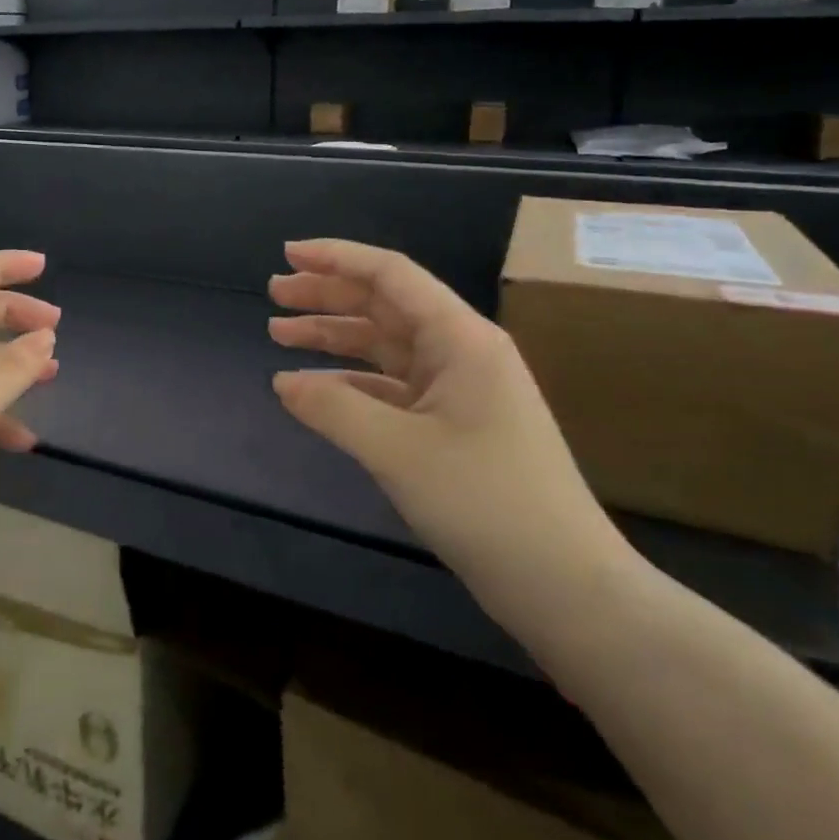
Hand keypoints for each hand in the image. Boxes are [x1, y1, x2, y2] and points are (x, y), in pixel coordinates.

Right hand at [268, 239, 634, 629]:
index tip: (288, 254)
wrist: (564, 586)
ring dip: (333, 337)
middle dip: (328, 294)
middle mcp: (461, 352)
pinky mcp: (451, 426)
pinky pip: (389, 388)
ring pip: (384, 346)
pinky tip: (313, 390)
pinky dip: (349, 384)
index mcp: (461, 338)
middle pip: (384, 305)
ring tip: (279, 333)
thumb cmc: (485, 502)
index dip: (337, 258)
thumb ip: (333, 408)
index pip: (391, 275)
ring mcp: (458, 390)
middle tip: (274, 293)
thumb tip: (282, 382)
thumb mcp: (397, 450)